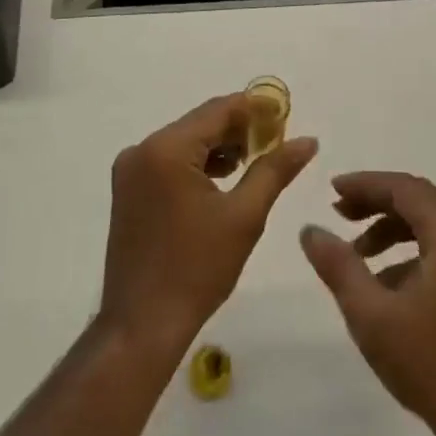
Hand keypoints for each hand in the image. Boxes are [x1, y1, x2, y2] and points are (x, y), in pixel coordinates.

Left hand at [100, 94, 318, 356]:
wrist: (141, 327)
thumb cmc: (197, 269)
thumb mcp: (245, 216)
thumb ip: (275, 169)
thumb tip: (307, 140)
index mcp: (167, 149)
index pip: (218, 110)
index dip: (255, 108)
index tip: (285, 114)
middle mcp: (142, 149)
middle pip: (200, 123)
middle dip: (239, 129)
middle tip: (275, 142)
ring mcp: (130, 170)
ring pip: (185, 141)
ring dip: (219, 146)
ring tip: (254, 163)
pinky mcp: (127, 190)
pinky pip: (169, 161)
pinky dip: (197, 163)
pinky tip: (223, 180)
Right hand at [301, 172, 435, 435]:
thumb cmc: (429, 363)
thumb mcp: (371, 314)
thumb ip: (338, 266)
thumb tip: (310, 230)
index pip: (405, 189)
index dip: (366, 184)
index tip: (332, 190)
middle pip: (418, 199)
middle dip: (376, 201)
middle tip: (338, 212)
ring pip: (429, 222)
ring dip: (390, 226)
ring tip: (356, 248)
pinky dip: (408, 248)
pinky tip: (382, 280)